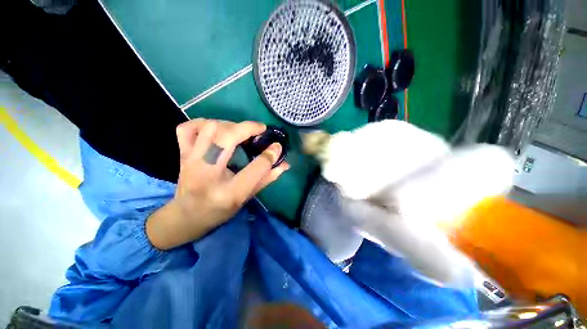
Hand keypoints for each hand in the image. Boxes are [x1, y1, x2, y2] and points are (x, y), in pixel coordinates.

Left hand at [146, 119, 288, 249]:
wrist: (186, 217)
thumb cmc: (220, 211)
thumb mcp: (247, 198)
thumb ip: (267, 179)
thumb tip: (285, 164)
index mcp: (229, 192)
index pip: (254, 169)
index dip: (269, 155)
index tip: (277, 146)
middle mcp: (208, 174)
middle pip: (227, 138)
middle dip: (248, 128)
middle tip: (260, 129)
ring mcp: (191, 162)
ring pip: (209, 128)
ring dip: (229, 124)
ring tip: (239, 131)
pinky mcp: (181, 155)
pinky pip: (186, 129)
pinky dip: (201, 123)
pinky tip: (214, 129)